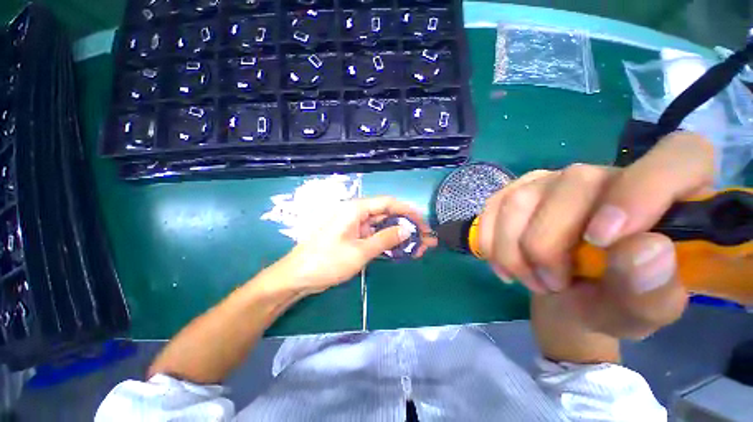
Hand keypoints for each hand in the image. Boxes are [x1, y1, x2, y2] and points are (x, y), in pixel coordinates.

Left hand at [274, 196, 436, 295]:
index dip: (408, 211)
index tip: (424, 223)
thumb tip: (407, 230)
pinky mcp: (353, 237)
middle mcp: (356, 213)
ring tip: (417, 247)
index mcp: (356, 209)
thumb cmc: (326, 261)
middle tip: (424, 240)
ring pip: (382, 226)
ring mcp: (354, 226)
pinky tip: (399, 250)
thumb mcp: (360, 251)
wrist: (297, 277)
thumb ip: (385, 239)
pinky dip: (387, 242)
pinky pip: (374, 236)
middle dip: (406, 225)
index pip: (388, 203)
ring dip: (399, 235)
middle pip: (387, 214)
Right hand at [479, 132, 714, 340]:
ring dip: (514, 250)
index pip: (679, 157)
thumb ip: (652, 289)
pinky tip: (502, 264)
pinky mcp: (517, 190)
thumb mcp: (641, 312)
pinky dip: (491, 241)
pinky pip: (493, 207)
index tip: (602, 239)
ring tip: (528, 279)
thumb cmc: (614, 305)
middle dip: (548, 245)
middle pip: (573, 184)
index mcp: (668, 197)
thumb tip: (645, 250)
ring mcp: (554, 180)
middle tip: (550, 283)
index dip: (642, 191)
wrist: (566, 298)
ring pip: (520, 199)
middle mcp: (607, 175)